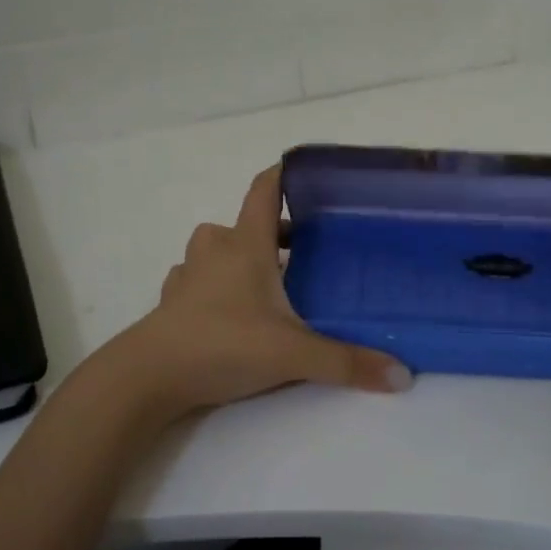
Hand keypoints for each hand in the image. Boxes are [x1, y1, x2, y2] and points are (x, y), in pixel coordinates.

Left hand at [113, 165, 411, 412]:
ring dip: (239, 256)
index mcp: (245, 246)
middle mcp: (215, 251)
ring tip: (267, 281)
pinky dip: (213, 285)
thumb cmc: (222, 345)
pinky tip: (228, 311)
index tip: (308, 172)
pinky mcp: (171, 304)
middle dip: (272, 231)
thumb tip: (403, 375)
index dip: (284, 175)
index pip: (264, 190)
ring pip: (214, 249)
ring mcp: (188, 277)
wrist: (147, 377)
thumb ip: (348, 364)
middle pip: (242, 223)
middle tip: (304, 249)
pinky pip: (195, 280)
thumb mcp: (293, 355)